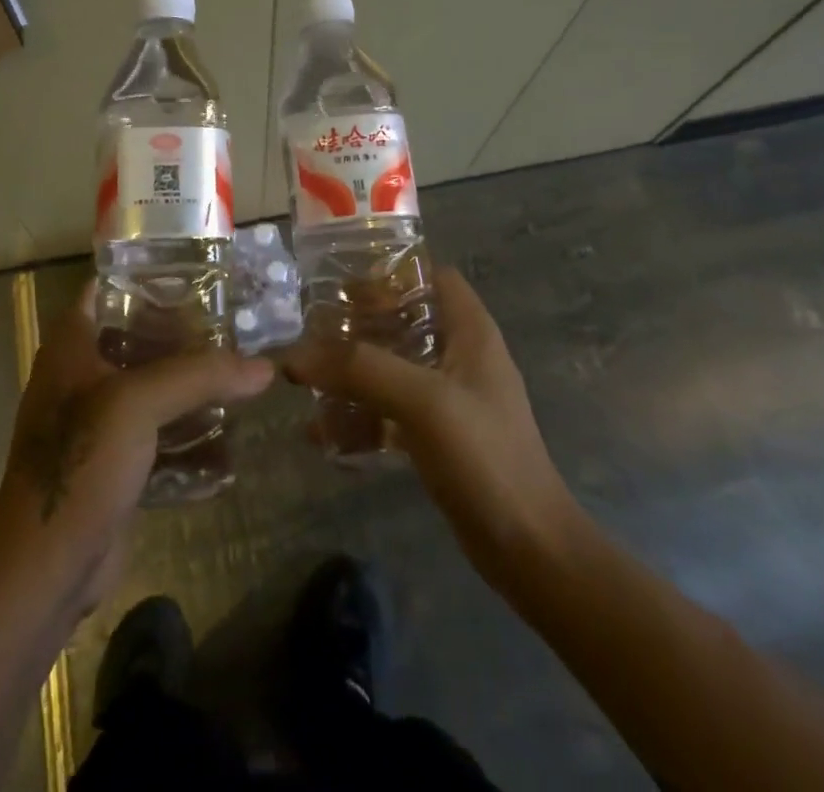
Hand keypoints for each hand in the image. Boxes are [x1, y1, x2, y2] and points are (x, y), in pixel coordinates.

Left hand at [0, 279, 274, 615]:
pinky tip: (229, 432)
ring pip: (153, 387)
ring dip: (191, 385)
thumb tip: (265, 366)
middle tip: (236, 324)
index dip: (148, 277)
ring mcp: (97, 422)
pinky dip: (189, 431)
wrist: (46, 570)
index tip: (199, 273)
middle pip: (138, 337)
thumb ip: (201, 376)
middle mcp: (81, 376)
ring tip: (241, 372)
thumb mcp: (138, 404)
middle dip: (185, 333)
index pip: (107, 289)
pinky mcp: (115, 462)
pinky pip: (159, 433)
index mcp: (71, 346)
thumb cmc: (80, 465)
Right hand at [281, 267, 586, 588]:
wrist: (529, 550)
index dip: (391, 274)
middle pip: (403, 320)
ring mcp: (449, 397)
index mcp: (470, 331)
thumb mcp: (422, 401)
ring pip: (391, 366)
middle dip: (357, 325)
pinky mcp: (438, 435)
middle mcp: (461, 356)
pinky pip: (389, 410)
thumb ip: (360, 369)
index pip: (432, 276)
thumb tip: (294, 354)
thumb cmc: (485, 457)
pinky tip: (322, 432)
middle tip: (311, 332)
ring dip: (351, 372)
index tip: (343, 287)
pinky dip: (359, 415)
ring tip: (305, 380)